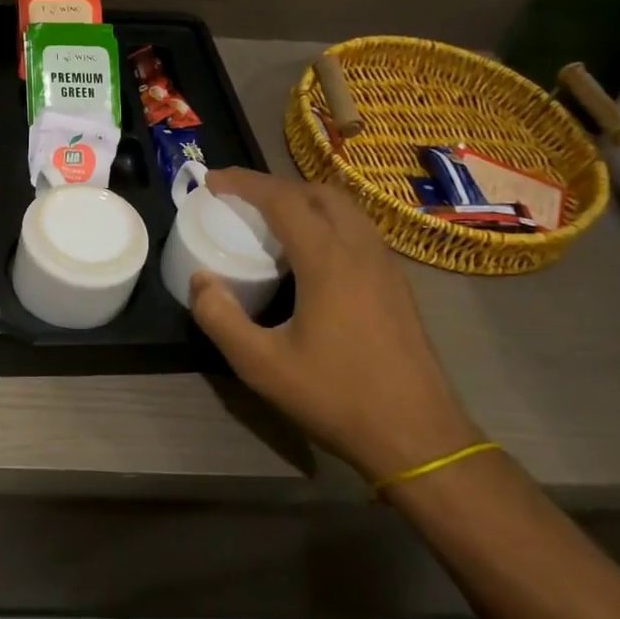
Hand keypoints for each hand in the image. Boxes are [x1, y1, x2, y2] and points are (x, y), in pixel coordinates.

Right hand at [187, 168, 482, 480]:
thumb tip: (201, 279)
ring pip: (344, 208)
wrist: (419, 437)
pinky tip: (310, 253)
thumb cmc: (337, 397)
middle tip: (240, 199)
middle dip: (274, 185)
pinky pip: (358, 230)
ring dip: (304, 200)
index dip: (243, 182)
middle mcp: (361, 250)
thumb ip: (220, 318)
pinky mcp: (398, 284)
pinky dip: (326, 221)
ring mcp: (386, 265)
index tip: (211, 181)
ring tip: (271, 219)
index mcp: (328, 260)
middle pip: (317, 192)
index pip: (282, 198)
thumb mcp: (261, 365)